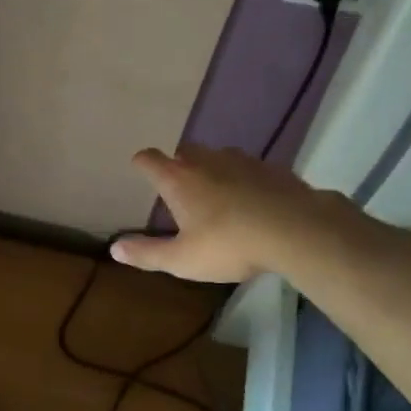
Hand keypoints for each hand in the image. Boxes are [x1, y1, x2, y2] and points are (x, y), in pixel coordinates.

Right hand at [111, 143, 357, 282]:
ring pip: (218, 156)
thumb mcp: (182, 259)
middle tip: (179, 186)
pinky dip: (244, 178)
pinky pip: (249, 168)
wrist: (297, 230)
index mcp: (179, 179)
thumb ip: (147, 253)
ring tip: (215, 191)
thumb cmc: (230, 244)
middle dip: (178, 164)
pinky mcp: (272, 169)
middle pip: (185, 151)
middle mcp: (206, 161)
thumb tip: (114, 248)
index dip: (142, 163)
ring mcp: (242, 161)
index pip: (150, 159)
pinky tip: (251, 199)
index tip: (139, 168)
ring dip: (212, 168)